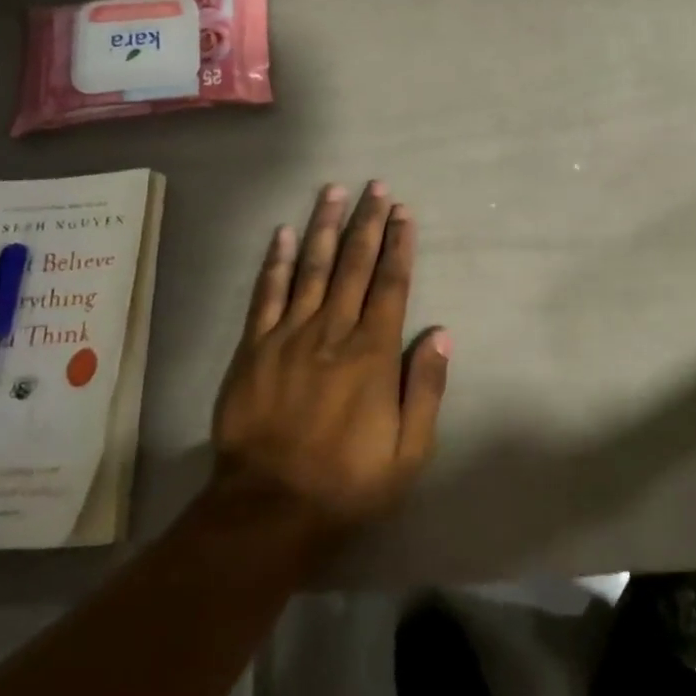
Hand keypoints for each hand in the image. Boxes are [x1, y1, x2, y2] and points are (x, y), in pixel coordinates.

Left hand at [210, 182, 450, 539]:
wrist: (269, 509)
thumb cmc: (347, 482)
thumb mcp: (408, 451)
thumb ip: (426, 388)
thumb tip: (441, 333)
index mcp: (372, 352)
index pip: (391, 283)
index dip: (399, 244)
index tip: (403, 212)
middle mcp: (332, 330)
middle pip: (354, 264)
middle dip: (367, 222)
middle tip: (375, 186)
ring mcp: (289, 334)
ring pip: (311, 267)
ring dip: (324, 226)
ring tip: (333, 191)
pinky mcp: (254, 347)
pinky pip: (266, 293)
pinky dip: (275, 261)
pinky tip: (282, 233)